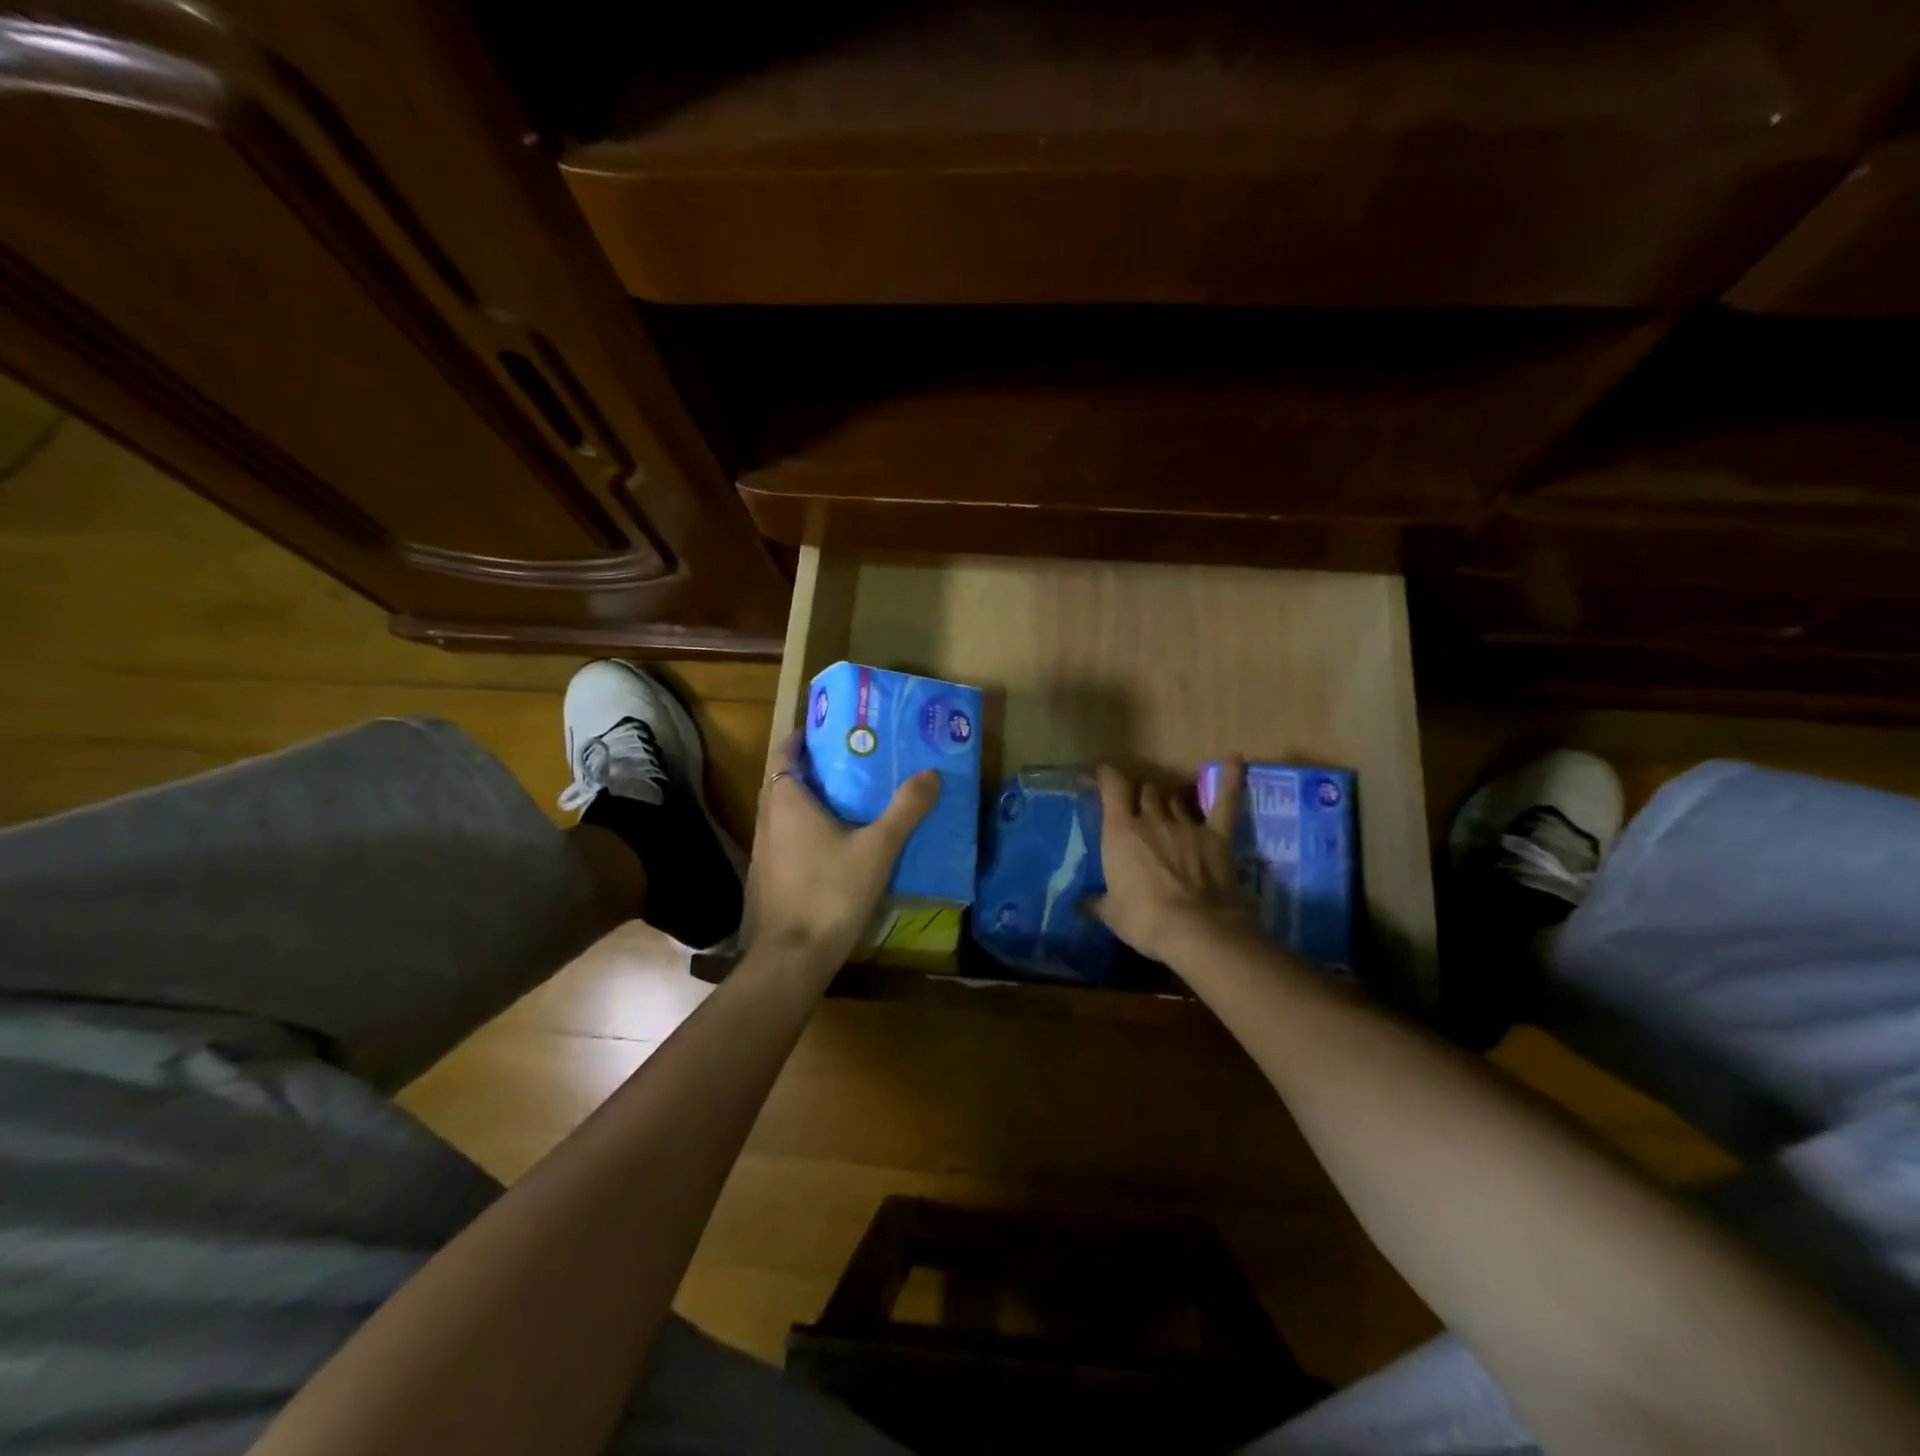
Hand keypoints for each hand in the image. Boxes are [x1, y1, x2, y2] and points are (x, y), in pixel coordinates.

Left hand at [747, 734, 940, 967]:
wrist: (793, 957)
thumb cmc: (831, 891)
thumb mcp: (878, 847)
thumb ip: (906, 809)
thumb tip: (932, 774)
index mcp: (786, 800)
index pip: (784, 752)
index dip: (801, 736)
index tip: (826, 728)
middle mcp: (767, 819)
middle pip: (784, 780)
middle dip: (813, 767)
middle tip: (851, 759)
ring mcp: (764, 851)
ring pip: (784, 812)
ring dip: (809, 800)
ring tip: (849, 797)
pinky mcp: (768, 878)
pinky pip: (786, 838)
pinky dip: (806, 829)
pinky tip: (835, 844)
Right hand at [1091, 758, 1249, 963]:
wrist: (1194, 928)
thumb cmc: (1143, 919)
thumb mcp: (1110, 913)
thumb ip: (1096, 902)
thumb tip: (1081, 904)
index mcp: (1120, 831)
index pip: (1113, 788)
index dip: (1109, 776)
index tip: (1105, 773)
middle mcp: (1151, 819)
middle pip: (1148, 791)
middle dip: (1144, 796)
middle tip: (1142, 810)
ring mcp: (1186, 824)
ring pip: (1176, 798)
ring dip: (1171, 801)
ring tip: (1170, 809)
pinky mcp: (1216, 835)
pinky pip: (1225, 801)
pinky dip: (1231, 779)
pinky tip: (1234, 760)